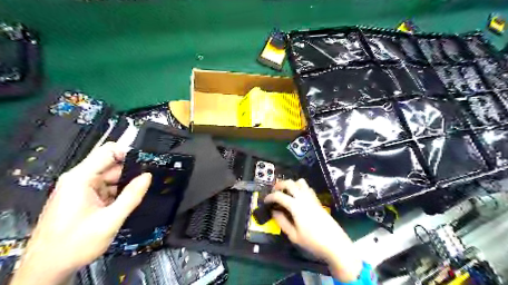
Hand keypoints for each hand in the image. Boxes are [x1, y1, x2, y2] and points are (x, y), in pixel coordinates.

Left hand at [11, 143, 149, 284]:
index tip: (147, 162)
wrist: (46, 269)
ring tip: (140, 193)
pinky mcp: (83, 198)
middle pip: (111, 164)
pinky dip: (118, 192)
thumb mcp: (110, 221)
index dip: (129, 153)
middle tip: (149, 181)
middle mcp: (79, 179)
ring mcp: (81, 188)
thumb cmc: (75, 244)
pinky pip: (106, 188)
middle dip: (131, 171)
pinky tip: (127, 201)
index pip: (108, 151)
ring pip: (111, 177)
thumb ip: (131, 196)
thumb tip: (148, 176)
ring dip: (125, 184)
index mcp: (81, 178)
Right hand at [264, 180, 363, 280]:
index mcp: (296, 206)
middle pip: (289, 183)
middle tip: (274, 192)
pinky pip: (307, 187)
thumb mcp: (293, 236)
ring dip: (291, 184)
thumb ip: (282, 222)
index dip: (270, 197)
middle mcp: (303, 198)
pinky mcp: (318, 201)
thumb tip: (274, 211)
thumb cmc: (313, 242)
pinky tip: (298, 196)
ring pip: (300, 182)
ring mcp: (312, 198)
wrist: (335, 244)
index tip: (265, 201)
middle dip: (279, 185)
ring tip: (286, 192)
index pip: (279, 196)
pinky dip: (300, 187)